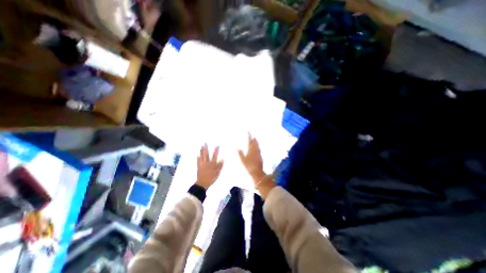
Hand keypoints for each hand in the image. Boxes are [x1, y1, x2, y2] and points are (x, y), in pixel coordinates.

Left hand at [195, 145, 223, 189]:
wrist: (202, 183)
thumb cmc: (211, 178)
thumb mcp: (218, 173)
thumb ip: (220, 166)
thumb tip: (222, 159)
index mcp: (212, 164)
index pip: (215, 156)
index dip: (216, 150)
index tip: (217, 145)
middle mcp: (206, 163)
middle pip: (206, 154)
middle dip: (206, 148)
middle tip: (205, 143)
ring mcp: (202, 165)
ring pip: (201, 157)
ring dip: (201, 151)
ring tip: (201, 147)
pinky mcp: (199, 167)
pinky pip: (198, 161)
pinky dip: (198, 158)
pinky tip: (197, 155)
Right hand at [238, 135, 274, 199]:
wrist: (257, 172)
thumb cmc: (249, 166)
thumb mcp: (243, 160)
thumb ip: (241, 154)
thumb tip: (238, 148)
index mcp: (251, 150)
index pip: (249, 141)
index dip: (249, 136)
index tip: (248, 131)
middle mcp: (255, 150)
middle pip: (255, 143)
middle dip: (253, 139)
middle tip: (253, 135)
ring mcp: (258, 153)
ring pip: (257, 146)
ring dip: (256, 142)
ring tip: (255, 139)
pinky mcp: (260, 157)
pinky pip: (259, 149)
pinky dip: (257, 147)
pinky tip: (257, 148)